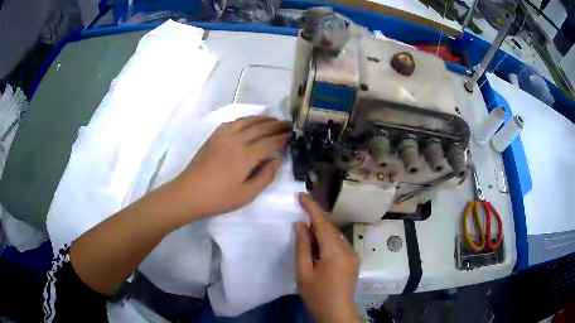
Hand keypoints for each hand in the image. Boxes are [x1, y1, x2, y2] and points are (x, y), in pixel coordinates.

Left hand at [175, 116, 290, 217]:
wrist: (189, 193)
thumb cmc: (219, 198)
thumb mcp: (246, 195)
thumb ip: (265, 177)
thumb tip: (276, 161)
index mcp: (246, 156)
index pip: (269, 142)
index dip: (282, 138)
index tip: (292, 135)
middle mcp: (236, 140)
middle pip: (260, 128)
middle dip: (276, 125)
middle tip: (288, 124)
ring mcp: (224, 136)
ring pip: (247, 121)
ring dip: (262, 119)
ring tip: (273, 120)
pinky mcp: (214, 136)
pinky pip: (233, 122)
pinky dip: (245, 119)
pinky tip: (249, 122)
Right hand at [295, 193, 360, 322]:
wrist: (337, 312)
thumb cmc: (317, 295)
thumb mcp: (303, 272)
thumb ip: (302, 247)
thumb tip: (300, 225)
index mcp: (334, 251)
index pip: (322, 223)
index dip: (311, 207)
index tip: (301, 194)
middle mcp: (347, 249)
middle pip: (329, 228)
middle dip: (314, 221)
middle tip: (299, 218)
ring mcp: (352, 254)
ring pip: (334, 236)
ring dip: (320, 232)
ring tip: (306, 237)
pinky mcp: (352, 260)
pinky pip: (338, 244)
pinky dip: (326, 241)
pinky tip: (317, 249)